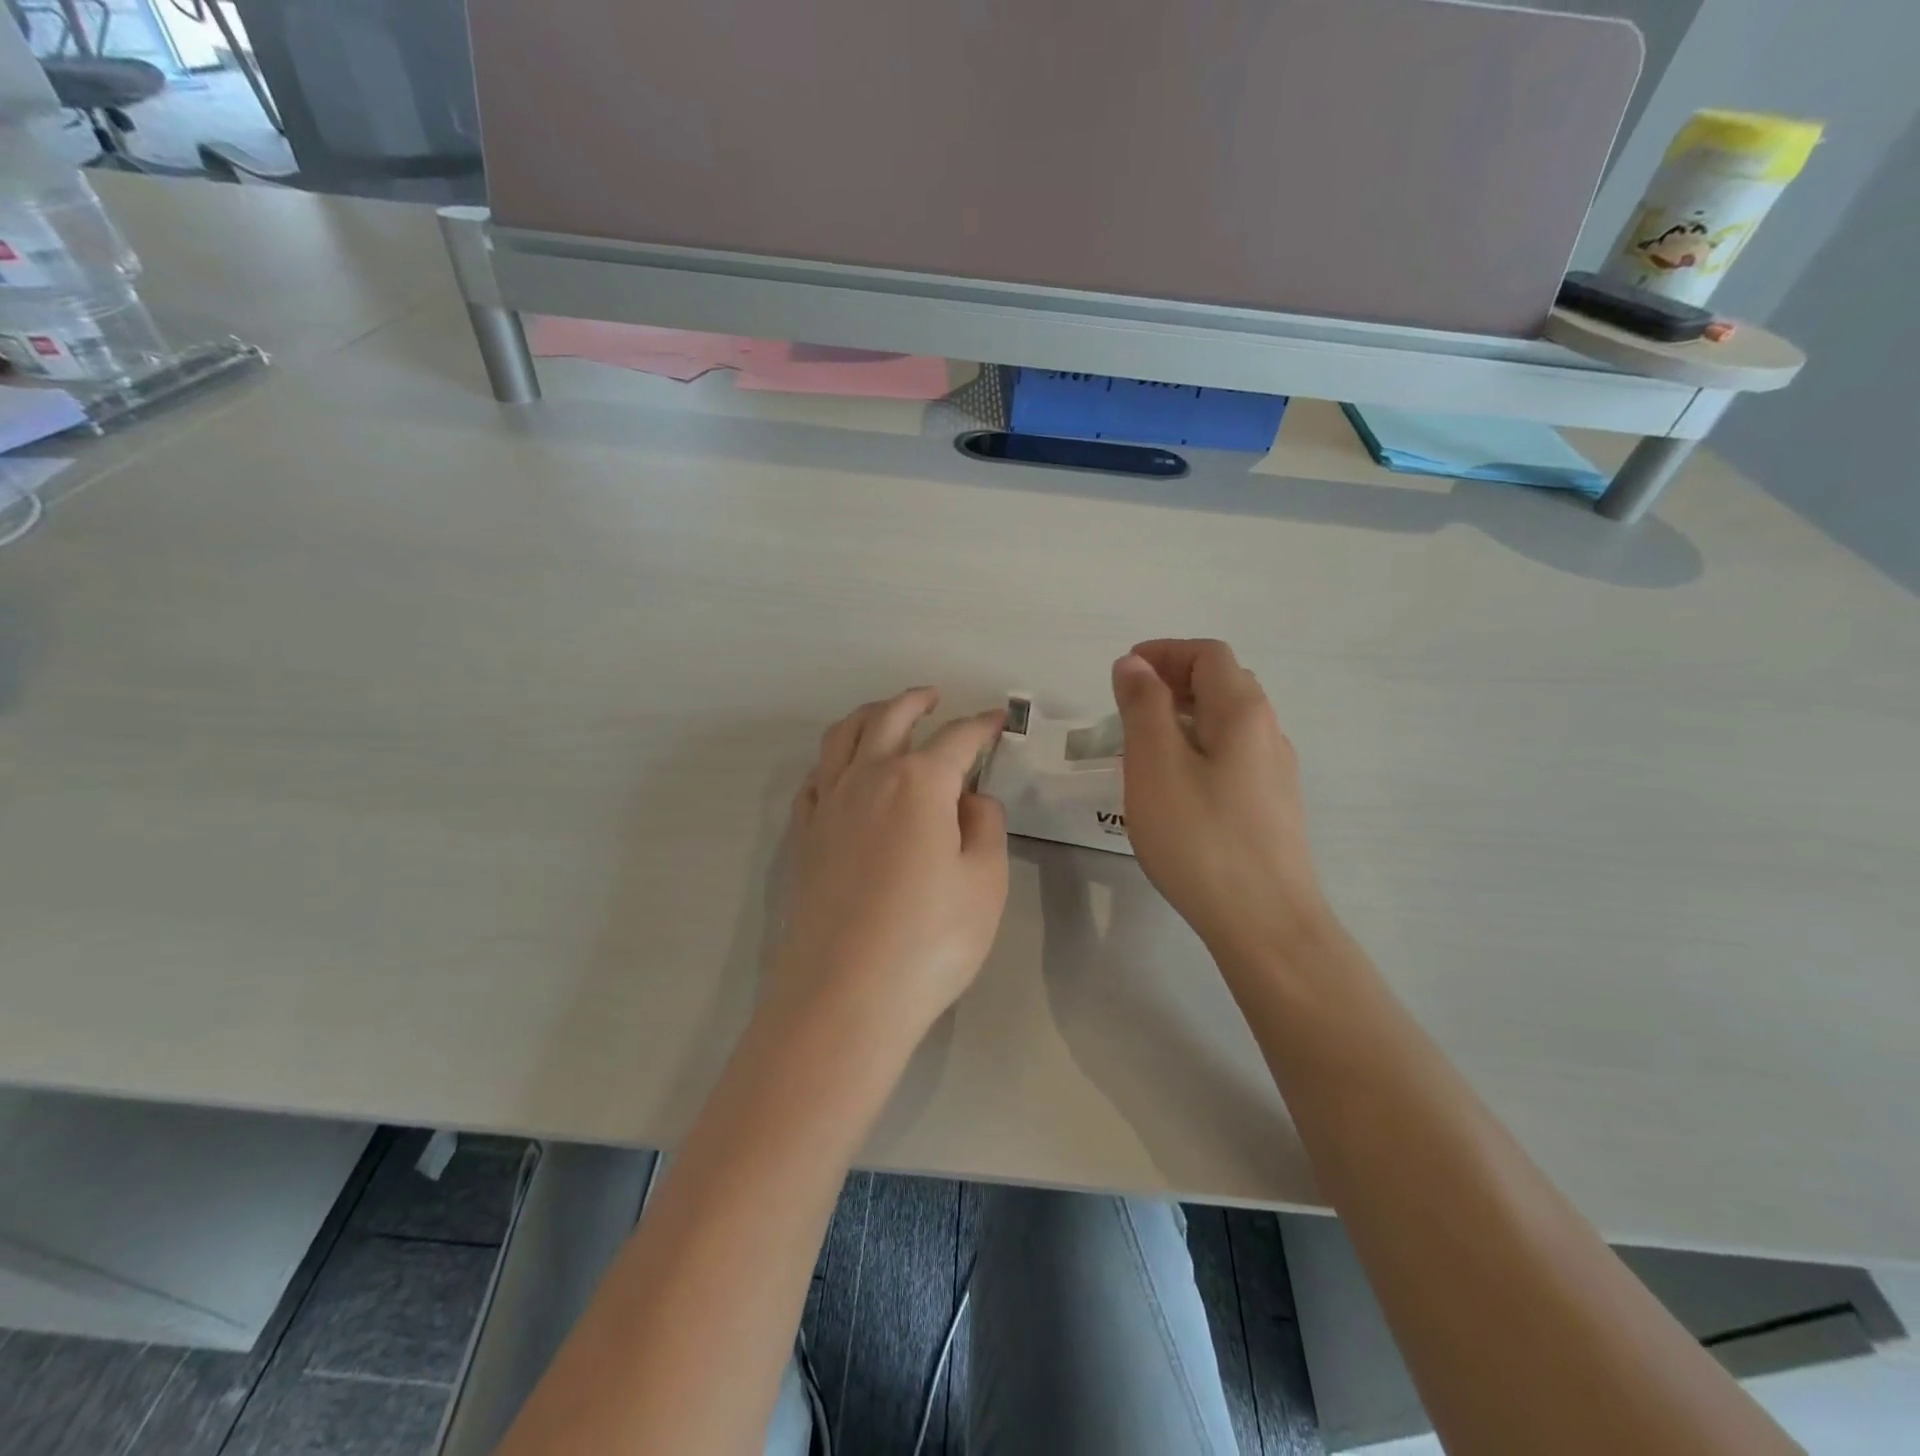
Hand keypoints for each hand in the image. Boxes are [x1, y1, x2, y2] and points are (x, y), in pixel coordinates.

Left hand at [775, 688, 1008, 1045]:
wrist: (844, 996)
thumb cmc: (929, 940)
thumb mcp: (985, 882)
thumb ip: (985, 827)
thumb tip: (970, 799)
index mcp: (919, 783)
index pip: (958, 739)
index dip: (981, 726)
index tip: (998, 721)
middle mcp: (868, 778)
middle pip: (891, 719)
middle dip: (916, 702)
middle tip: (935, 696)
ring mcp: (829, 805)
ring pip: (844, 738)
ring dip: (869, 716)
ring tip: (886, 714)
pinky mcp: (804, 836)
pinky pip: (816, 777)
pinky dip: (834, 758)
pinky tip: (842, 770)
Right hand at [1111, 640, 1332, 968]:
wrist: (1265, 923)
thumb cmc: (1200, 837)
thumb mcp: (1155, 765)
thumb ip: (1143, 706)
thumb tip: (1134, 664)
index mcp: (1243, 712)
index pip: (1208, 655)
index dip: (1164, 652)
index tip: (1123, 671)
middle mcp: (1269, 732)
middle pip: (1224, 683)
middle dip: (1174, 680)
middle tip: (1129, 705)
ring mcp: (1275, 772)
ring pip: (1229, 723)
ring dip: (1185, 716)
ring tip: (1144, 744)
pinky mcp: (1272, 807)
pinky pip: (1232, 755)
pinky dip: (1199, 747)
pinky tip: (1176, 785)